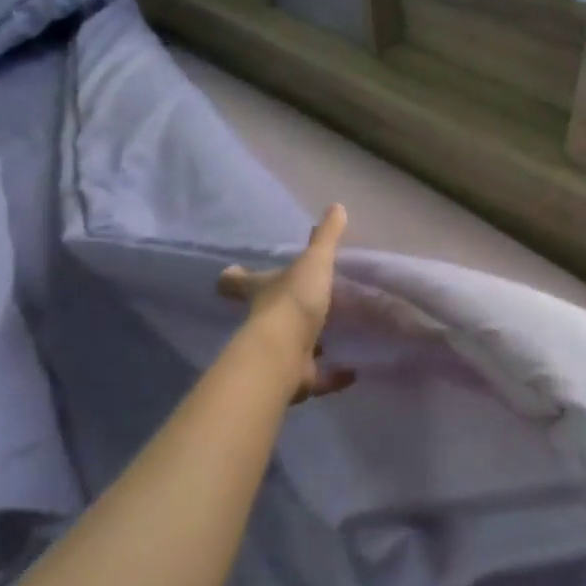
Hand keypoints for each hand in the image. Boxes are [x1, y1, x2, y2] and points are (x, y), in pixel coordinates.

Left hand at [217, 204, 355, 402]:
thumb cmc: (293, 300)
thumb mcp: (314, 262)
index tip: (232, 274)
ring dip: (307, 345)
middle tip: (300, 305)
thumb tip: (338, 205)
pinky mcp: (295, 379)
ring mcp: (277, 354)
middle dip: (279, 312)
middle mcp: (263, 323)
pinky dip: (333, 376)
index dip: (235, 277)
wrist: (286, 351)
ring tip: (329, 338)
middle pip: (263, 315)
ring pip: (290, 348)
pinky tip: (352, 371)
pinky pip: (316, 377)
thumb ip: (326, 237)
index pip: (237, 281)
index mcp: (261, 291)